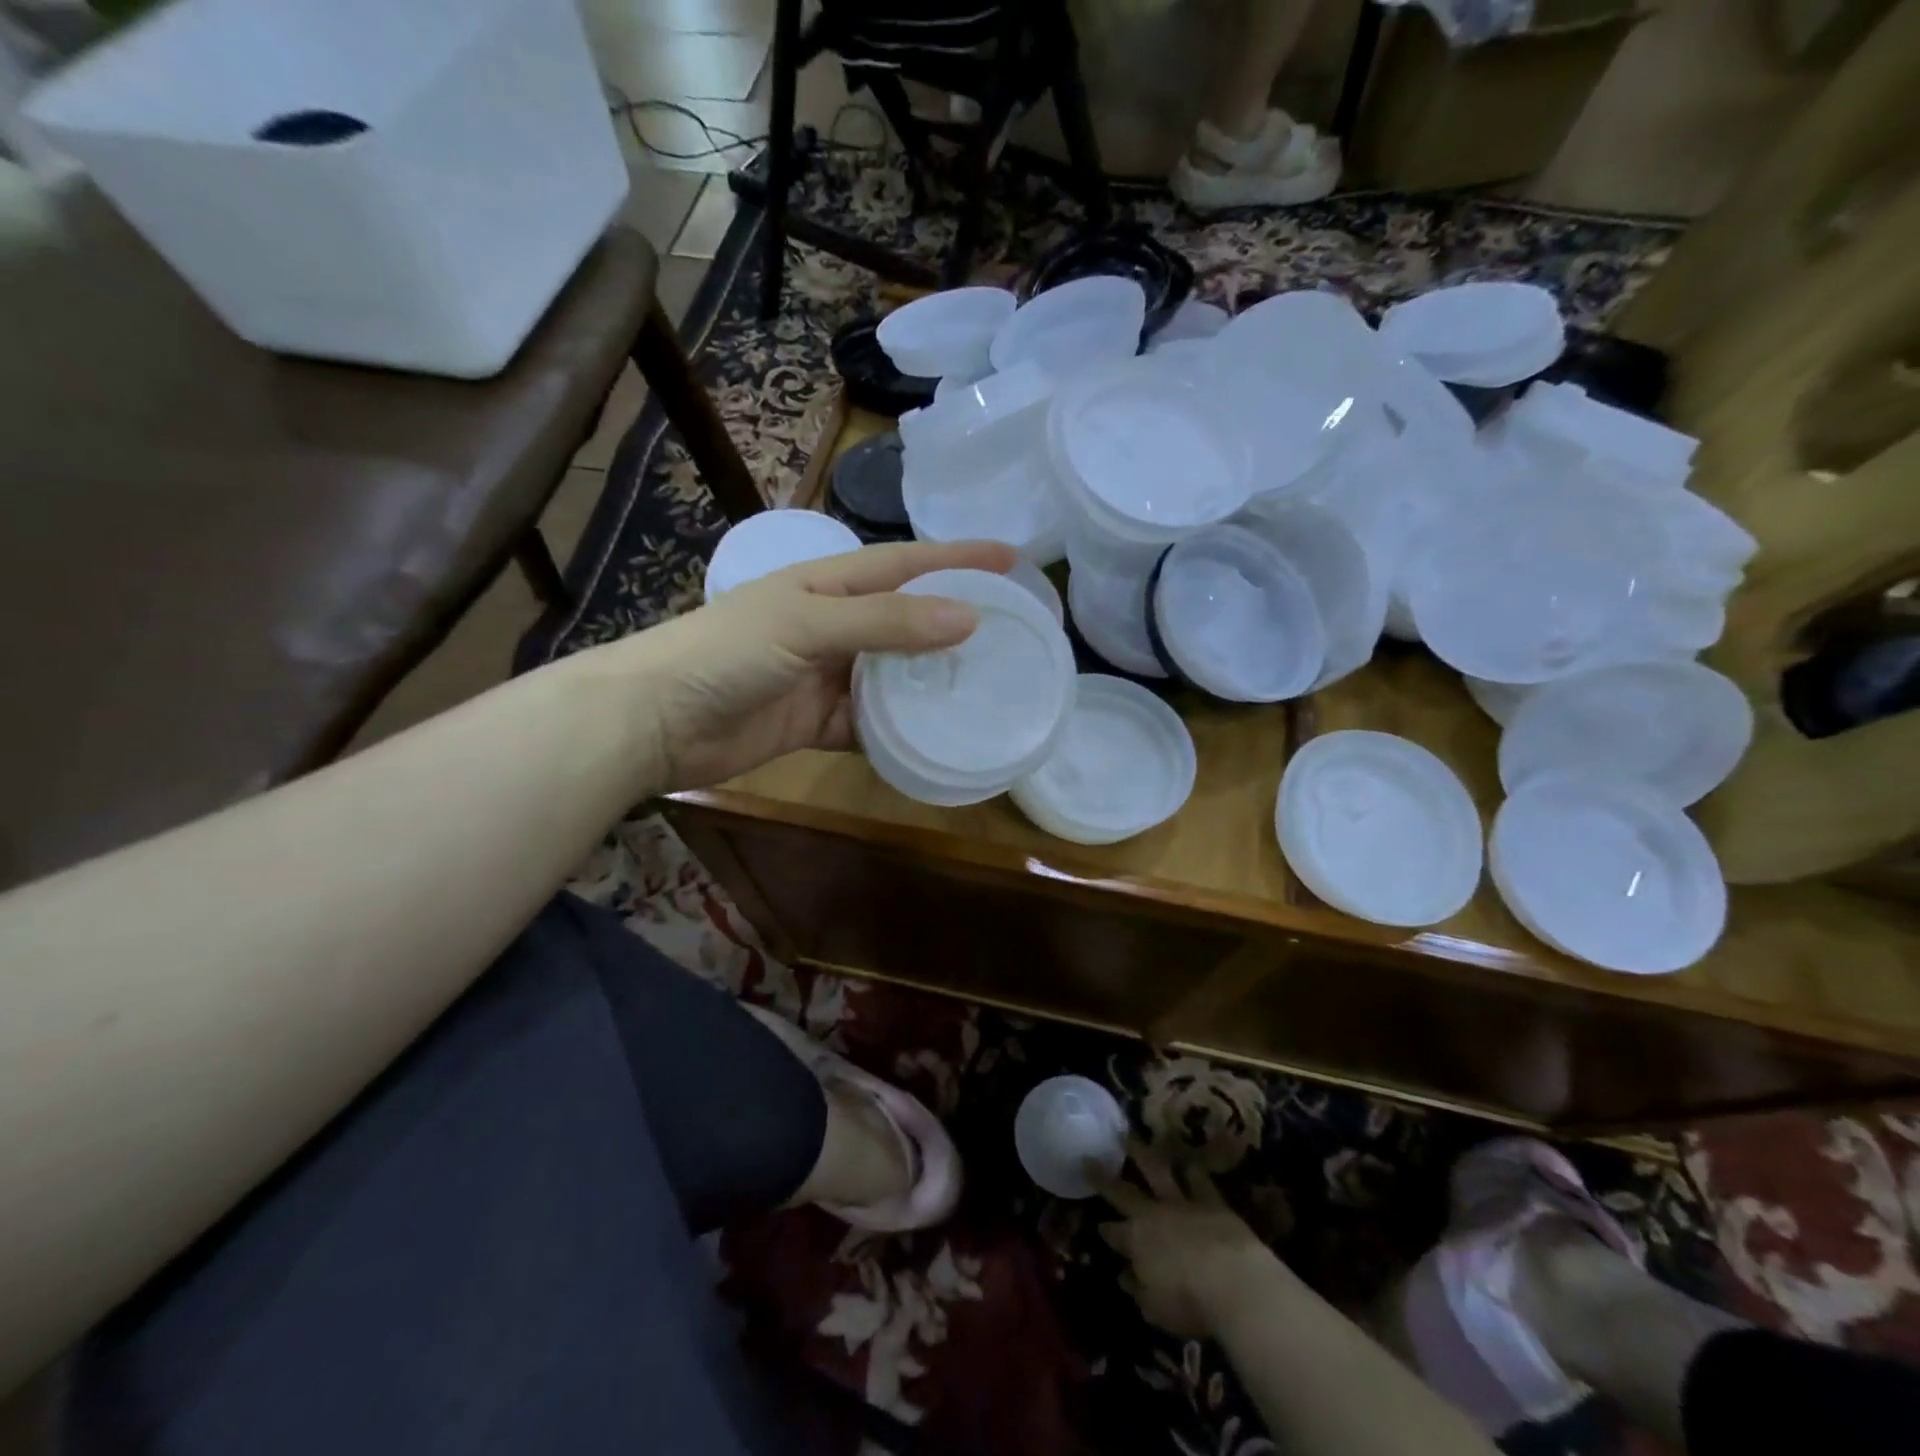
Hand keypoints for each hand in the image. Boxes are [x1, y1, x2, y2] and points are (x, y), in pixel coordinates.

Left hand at [617, 538, 1018, 791]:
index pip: (907, 564)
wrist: (655, 719)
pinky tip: (934, 740)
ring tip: (987, 691)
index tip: (1013, 561)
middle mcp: (833, 624)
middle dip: (955, 625)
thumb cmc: (728, 652)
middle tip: (1013, 636)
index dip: (958, 559)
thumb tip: (968, 618)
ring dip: (932, 684)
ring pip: (893, 676)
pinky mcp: (816, 722)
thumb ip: (887, 623)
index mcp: (829, 583)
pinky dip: (897, 732)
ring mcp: (826, 675)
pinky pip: (869, 724)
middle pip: (907, 621)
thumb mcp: (809, 625)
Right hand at [1097, 1146, 1279, 1339]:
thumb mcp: (1155, 1307)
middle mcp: (1154, 1214)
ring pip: (1157, 1171)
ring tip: (1129, 1135)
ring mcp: (1182, 1203)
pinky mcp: (1211, 1201)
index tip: (1098, 1225)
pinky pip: (1198, 1180)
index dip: (1106, 1230)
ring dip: (1141, 1153)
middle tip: (1090, 1158)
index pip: (1114, 1233)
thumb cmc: (1189, 1302)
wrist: (1234, 1281)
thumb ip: (1138, 1288)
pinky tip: (1188, 1160)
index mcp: (1136, 1240)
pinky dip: (1192, 1170)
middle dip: (1104, 1177)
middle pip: (1124, 1192)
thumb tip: (1124, 1275)